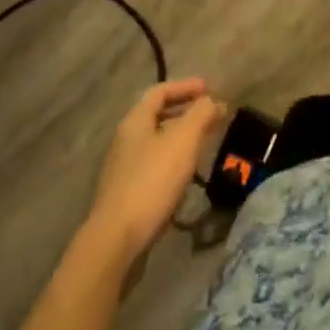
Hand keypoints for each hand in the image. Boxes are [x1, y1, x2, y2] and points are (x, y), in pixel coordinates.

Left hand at [87, 79, 226, 261]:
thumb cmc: (152, 181)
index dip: (186, 86)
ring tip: (202, 147)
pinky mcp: (125, 197)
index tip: (209, 89)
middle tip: (209, 117)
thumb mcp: (184, 140)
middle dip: (185, 113)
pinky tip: (185, 179)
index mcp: (135, 121)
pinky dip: (172, 164)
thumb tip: (213, 102)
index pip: (161, 91)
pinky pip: (153, 168)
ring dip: (180, 140)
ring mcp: (122, 170)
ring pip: (156, 144)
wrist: (115, 242)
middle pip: (157, 117)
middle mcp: (125, 140)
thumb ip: (201, 114)